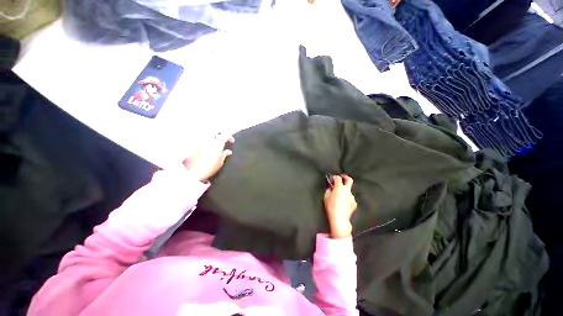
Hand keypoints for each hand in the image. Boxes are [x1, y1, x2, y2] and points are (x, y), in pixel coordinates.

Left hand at [183, 134, 234, 181]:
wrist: (194, 173)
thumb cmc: (209, 168)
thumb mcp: (220, 163)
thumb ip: (224, 155)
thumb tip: (228, 152)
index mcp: (217, 145)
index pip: (225, 135)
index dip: (229, 137)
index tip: (231, 141)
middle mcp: (209, 141)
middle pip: (214, 130)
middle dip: (219, 132)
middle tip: (221, 136)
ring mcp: (200, 142)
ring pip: (206, 133)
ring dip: (210, 134)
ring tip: (212, 138)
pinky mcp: (193, 145)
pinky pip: (199, 138)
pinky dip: (203, 139)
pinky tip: (204, 143)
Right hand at [324, 175, 357, 238]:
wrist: (339, 218)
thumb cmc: (331, 206)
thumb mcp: (326, 197)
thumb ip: (329, 190)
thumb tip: (331, 188)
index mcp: (340, 187)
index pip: (338, 178)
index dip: (334, 177)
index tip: (331, 179)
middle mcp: (347, 190)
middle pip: (349, 180)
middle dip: (345, 177)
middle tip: (342, 177)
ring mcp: (352, 197)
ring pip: (348, 191)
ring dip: (344, 191)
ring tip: (339, 196)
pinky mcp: (354, 203)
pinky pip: (350, 198)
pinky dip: (346, 198)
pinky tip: (343, 203)